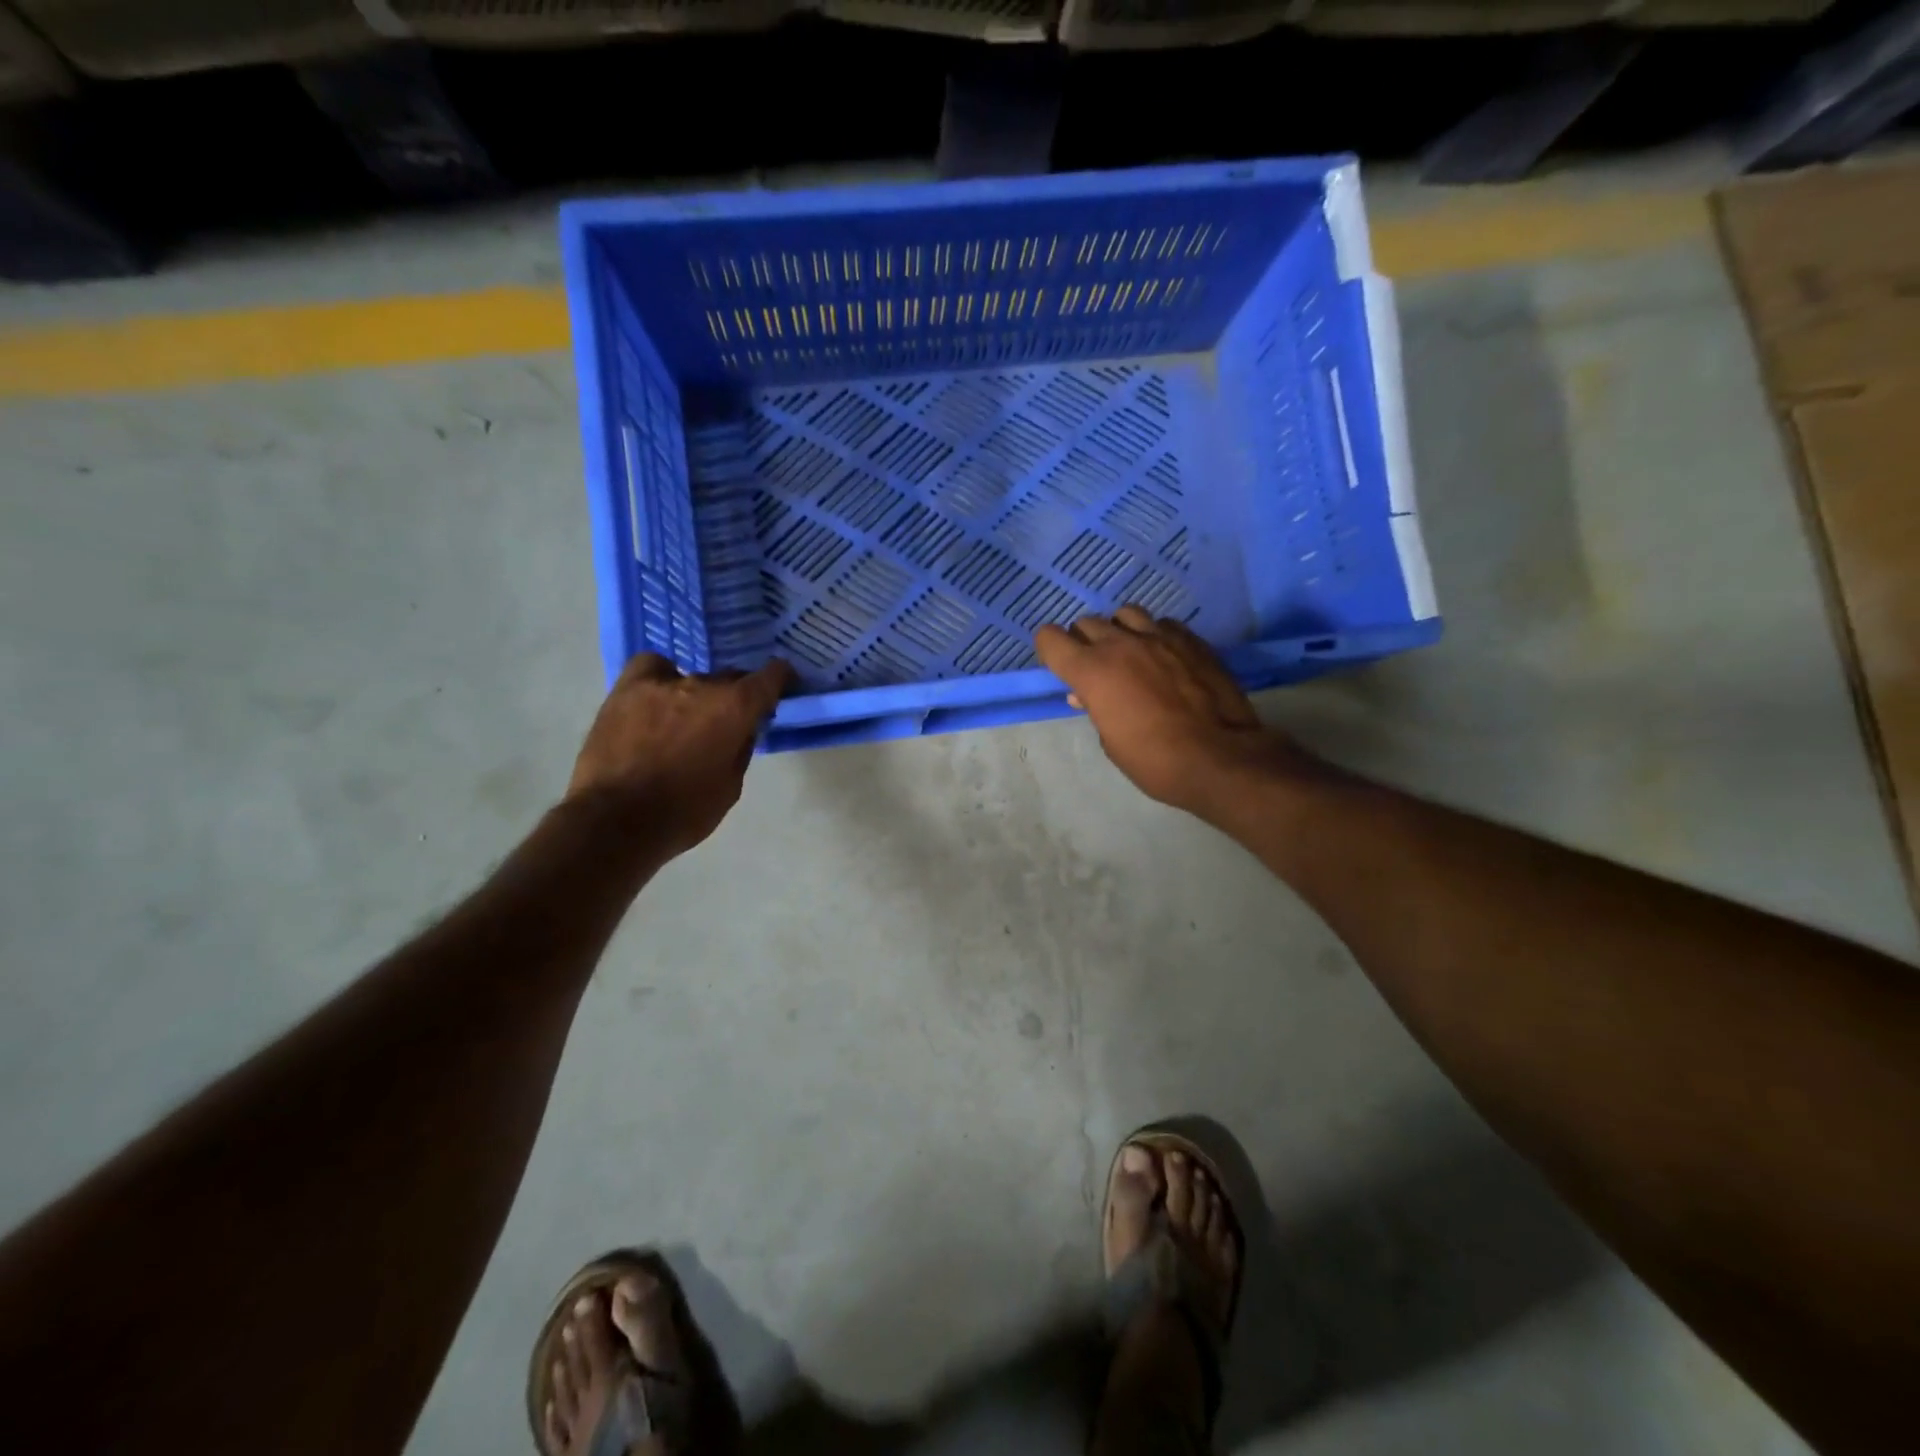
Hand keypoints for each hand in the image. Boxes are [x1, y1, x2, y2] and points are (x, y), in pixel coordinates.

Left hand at [567, 654, 792, 853]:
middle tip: (731, 720)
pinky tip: (657, 696)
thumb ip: (741, 748)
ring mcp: (661, 683)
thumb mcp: (731, 786)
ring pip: (692, 678)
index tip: (783, 683)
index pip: (770, 677)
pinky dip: (661, 677)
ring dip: (698, 695)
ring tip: (688, 717)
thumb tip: (743, 728)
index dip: (780, 677)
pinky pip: (652, 669)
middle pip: (730, 678)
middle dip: (736, 695)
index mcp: (736, 708)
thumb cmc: (684, 811)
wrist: (615, 821)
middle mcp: (703, 685)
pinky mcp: (625, 689)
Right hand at [1034, 607, 1306, 817]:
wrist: (1219, 757)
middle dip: (1084, 642)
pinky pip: (1162, 623)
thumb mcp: (1111, 742)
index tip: (1059, 665)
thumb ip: (1096, 708)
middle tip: (1095, 668)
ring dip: (1119, 630)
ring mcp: (1158, 636)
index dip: (1050, 649)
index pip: (1050, 638)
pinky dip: (1155, 635)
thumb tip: (1087, 694)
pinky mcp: (1191, 639)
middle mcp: (1120, 644)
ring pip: (1125, 613)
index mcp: (1091, 671)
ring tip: (1130, 653)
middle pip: (1087, 623)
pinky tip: (1164, 656)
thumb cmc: (1154, 760)